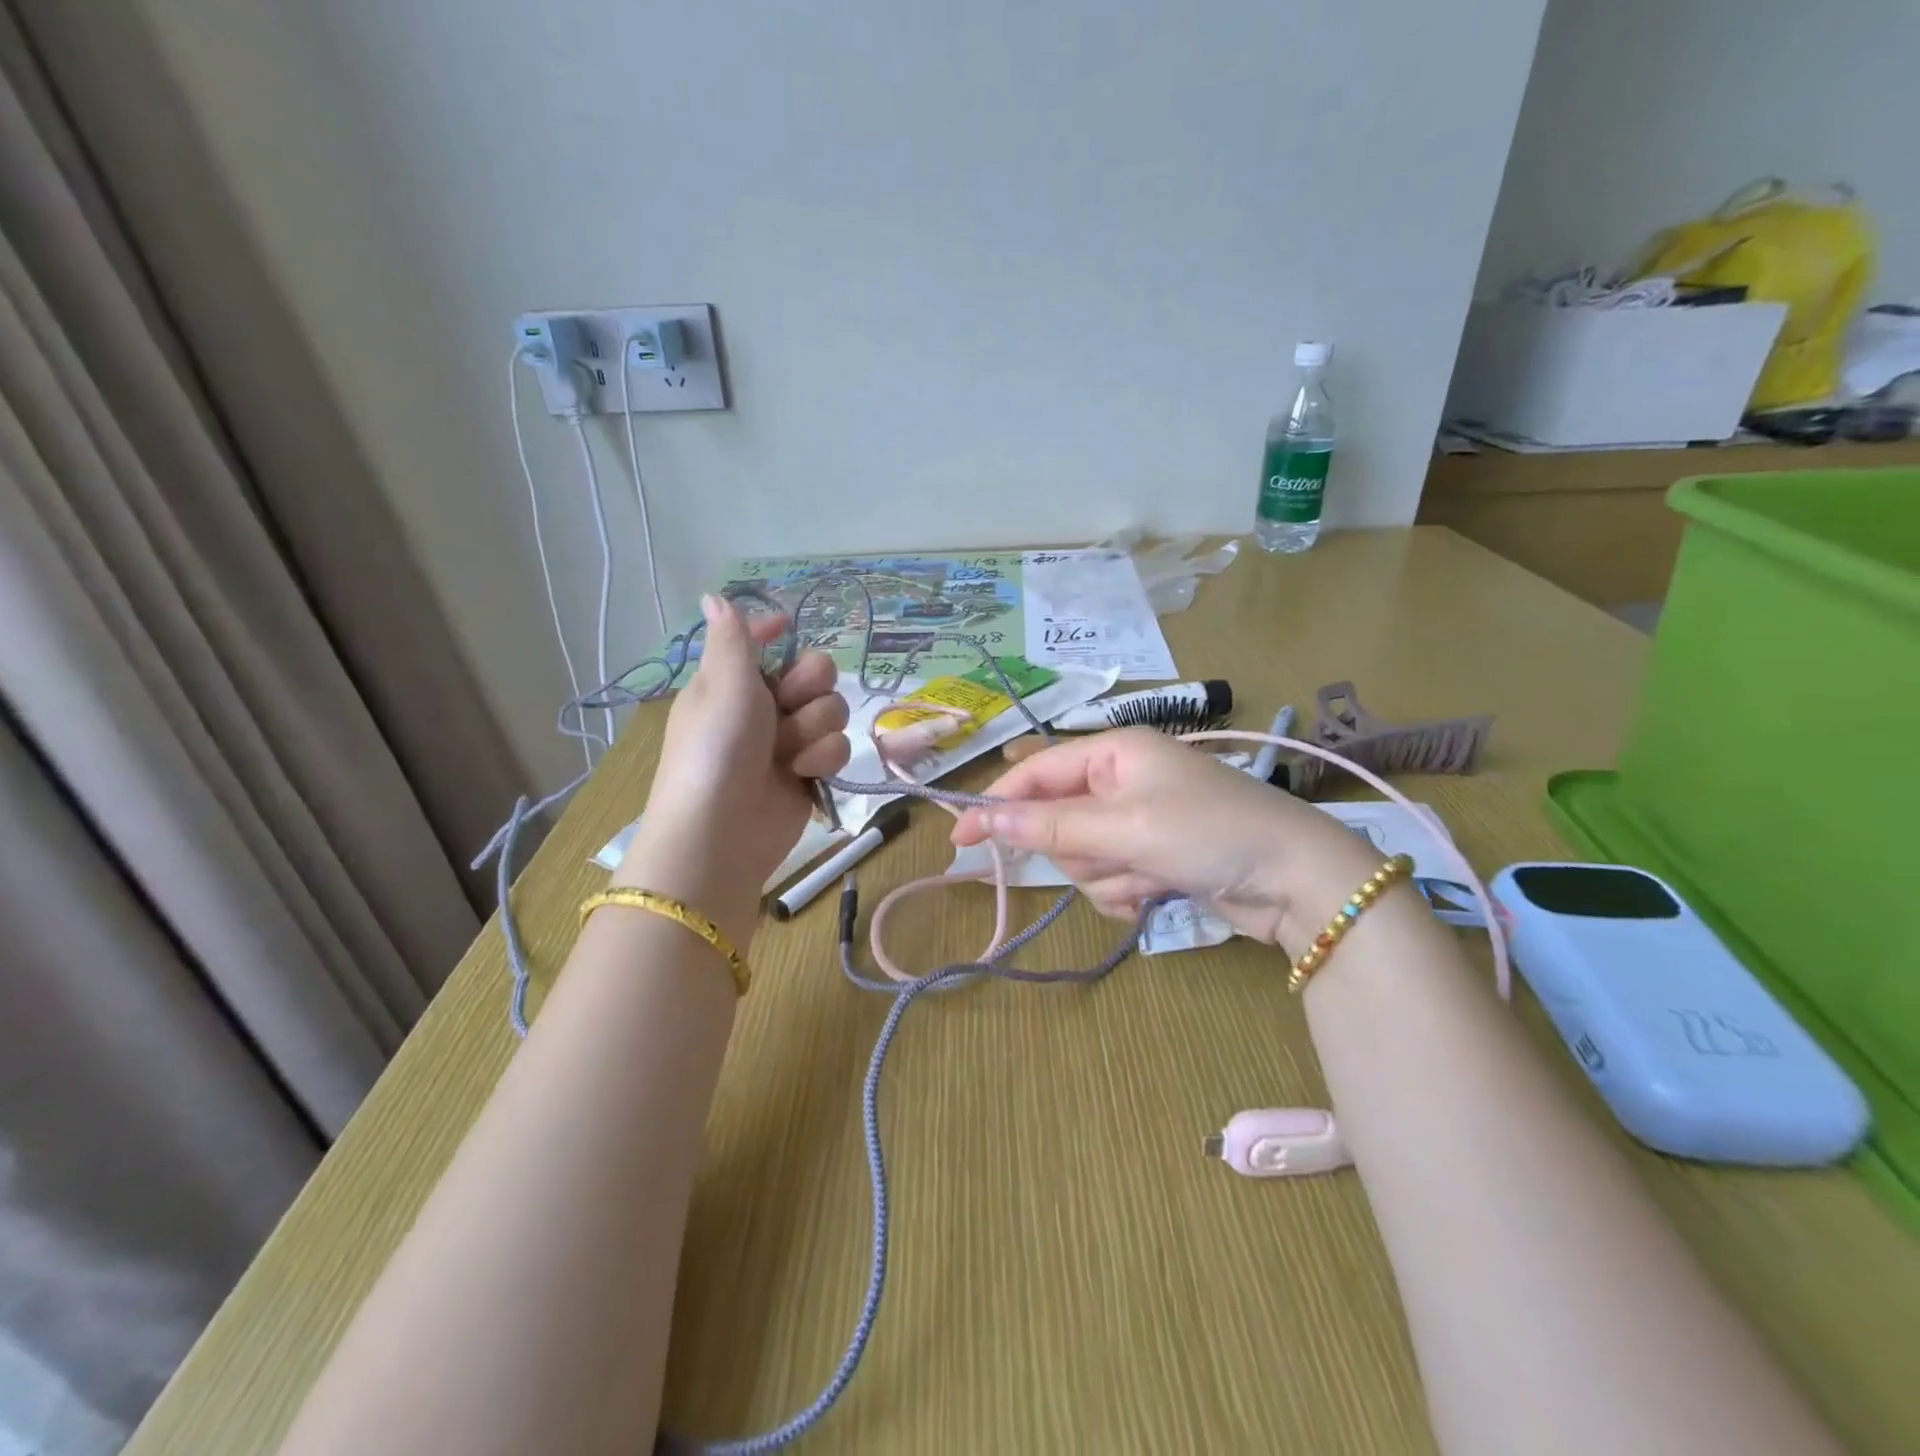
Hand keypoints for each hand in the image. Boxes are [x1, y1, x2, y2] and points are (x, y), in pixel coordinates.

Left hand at [616, 594, 849, 942]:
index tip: (789, 629)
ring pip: (832, 710)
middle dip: (810, 686)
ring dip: (814, 727)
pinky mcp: (810, 772)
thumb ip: (733, 639)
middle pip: (816, 672)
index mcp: (734, 680)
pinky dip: (822, 758)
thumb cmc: (716, 749)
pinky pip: (837, 746)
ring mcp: (789, 741)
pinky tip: (803, 772)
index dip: (779, 633)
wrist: (722, 833)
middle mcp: (764, 706)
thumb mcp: (723, 685)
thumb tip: (714, 594)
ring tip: (788, 751)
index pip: (764, 642)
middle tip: (788, 701)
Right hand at [950, 728, 1380, 956]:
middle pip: (1057, 822)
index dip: (997, 805)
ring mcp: (1136, 822)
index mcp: (1114, 752)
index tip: (960, 840)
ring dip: (1107, 875)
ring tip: (1149, 876)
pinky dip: (1125, 892)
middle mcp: (1121, 780)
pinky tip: (1157, 892)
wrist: (1297, 881)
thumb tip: (986, 821)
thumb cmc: (1207, 833)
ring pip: (1081, 857)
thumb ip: (1050, 826)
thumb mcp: (1123, 827)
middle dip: (1081, 851)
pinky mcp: (1152, 858)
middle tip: (1116, 858)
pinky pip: (1109, 878)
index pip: (1035, 774)